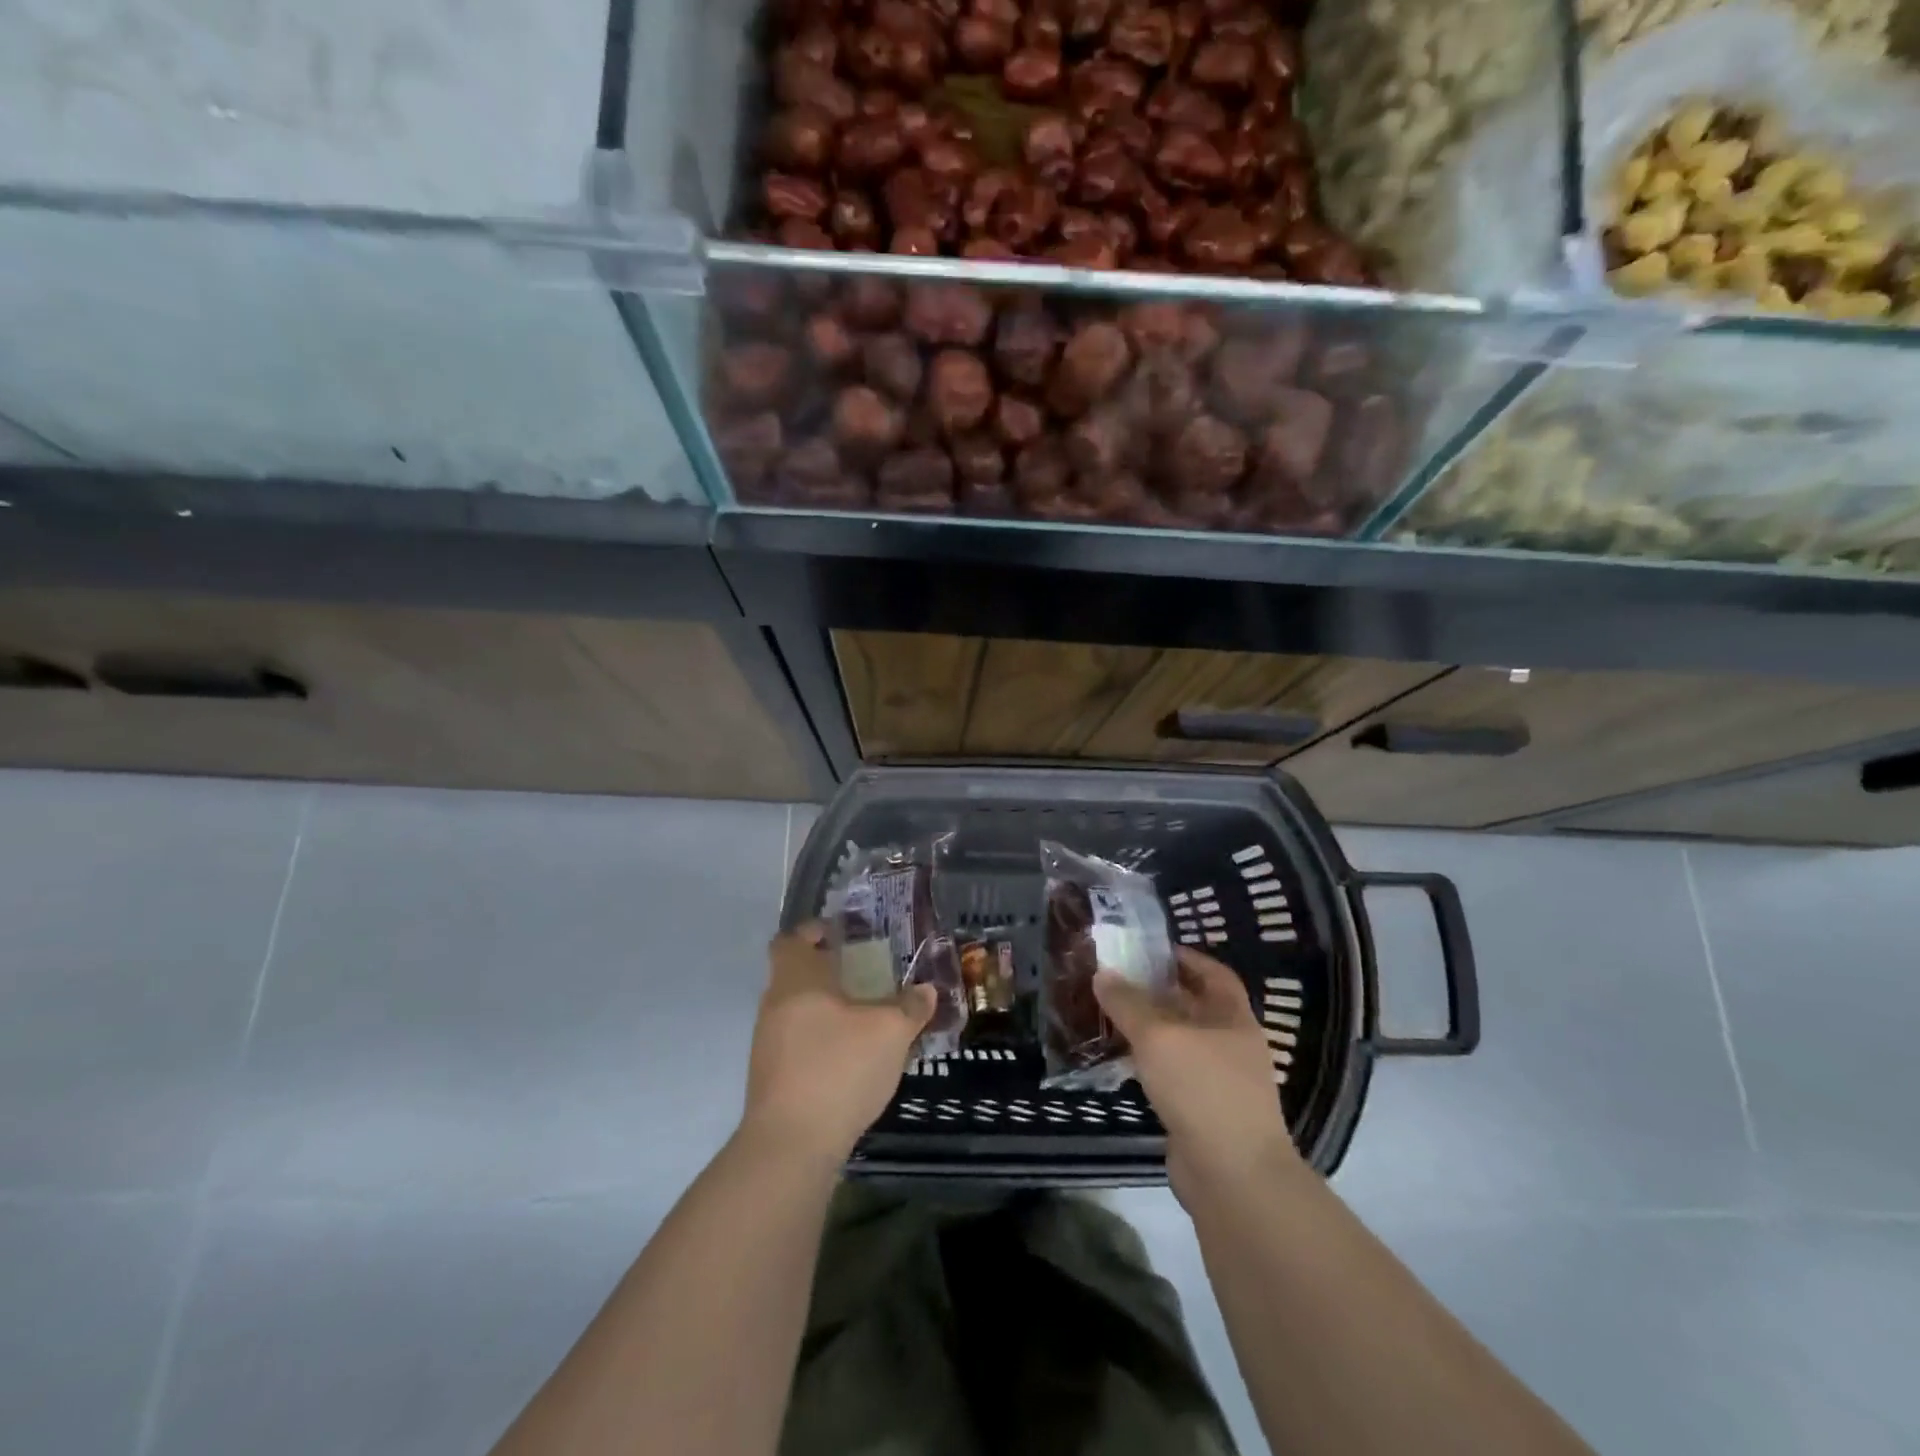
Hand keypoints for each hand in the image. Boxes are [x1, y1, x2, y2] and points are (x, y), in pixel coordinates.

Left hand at [740, 922, 936, 1167]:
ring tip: (866, 1018)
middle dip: (830, 973)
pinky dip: (822, 1040)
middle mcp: (775, 1005)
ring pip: (798, 1011)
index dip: (814, 932)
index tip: (841, 934)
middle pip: (797, 976)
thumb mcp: (890, 1032)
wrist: (791, 1145)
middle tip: (868, 975)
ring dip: (827, 1009)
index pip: (791, 940)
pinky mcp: (772, 1078)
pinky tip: (852, 1058)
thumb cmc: (839, 1068)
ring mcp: (768, 1044)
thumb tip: (926, 990)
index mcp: (796, 981)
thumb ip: (910, 1006)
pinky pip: (798, 1043)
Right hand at [1094, 947, 1298, 1200]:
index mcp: (1234, 1018)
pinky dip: (1150, 1063)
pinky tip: (1122, 1061)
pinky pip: (1173, 1074)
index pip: (1213, 973)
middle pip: (1194, 1007)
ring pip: (1181, 1042)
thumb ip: (1128, 1003)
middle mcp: (1231, 1045)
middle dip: (1159, 992)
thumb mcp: (1158, 1036)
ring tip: (1112, 1016)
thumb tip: (1102, 973)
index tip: (1148, 950)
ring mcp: (1219, 1082)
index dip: (1184, 957)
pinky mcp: (1202, 1112)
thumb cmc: (1202, 1089)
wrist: (1233, 1177)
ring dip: (1151, 1029)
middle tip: (1118, 980)